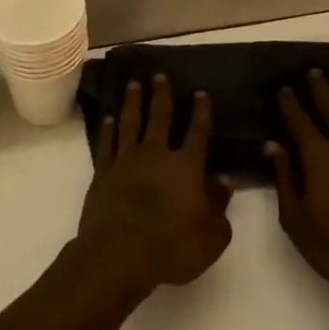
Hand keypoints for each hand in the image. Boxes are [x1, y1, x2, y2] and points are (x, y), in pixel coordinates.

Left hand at [76, 75, 232, 295]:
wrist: (119, 254)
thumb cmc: (173, 247)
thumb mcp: (212, 234)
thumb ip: (220, 205)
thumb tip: (225, 181)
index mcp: (187, 166)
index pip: (198, 131)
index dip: (201, 111)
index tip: (201, 93)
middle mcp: (156, 155)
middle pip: (160, 117)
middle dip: (161, 95)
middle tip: (160, 75)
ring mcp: (126, 161)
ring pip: (129, 123)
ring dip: (132, 102)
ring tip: (133, 85)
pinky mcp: (102, 173)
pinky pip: (106, 144)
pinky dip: (107, 129)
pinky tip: (108, 119)